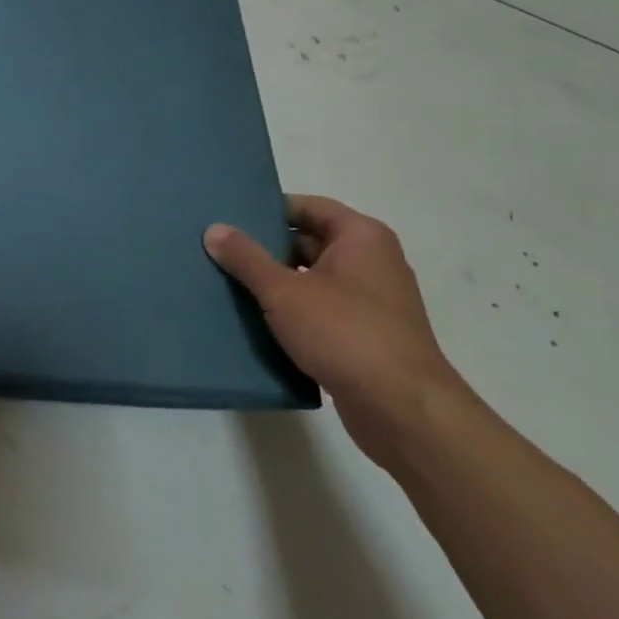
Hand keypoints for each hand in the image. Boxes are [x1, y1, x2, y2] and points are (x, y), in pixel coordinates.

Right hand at [205, 195, 465, 466]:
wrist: (404, 411)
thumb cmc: (345, 333)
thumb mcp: (284, 291)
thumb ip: (246, 258)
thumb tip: (214, 229)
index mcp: (361, 237)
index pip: (306, 207)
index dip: (267, 210)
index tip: (228, 217)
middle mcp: (372, 261)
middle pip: (308, 242)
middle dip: (265, 248)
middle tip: (219, 251)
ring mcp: (371, 301)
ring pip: (312, 279)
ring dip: (276, 284)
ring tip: (227, 284)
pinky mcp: (366, 336)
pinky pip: (321, 311)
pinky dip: (292, 313)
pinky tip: (255, 321)